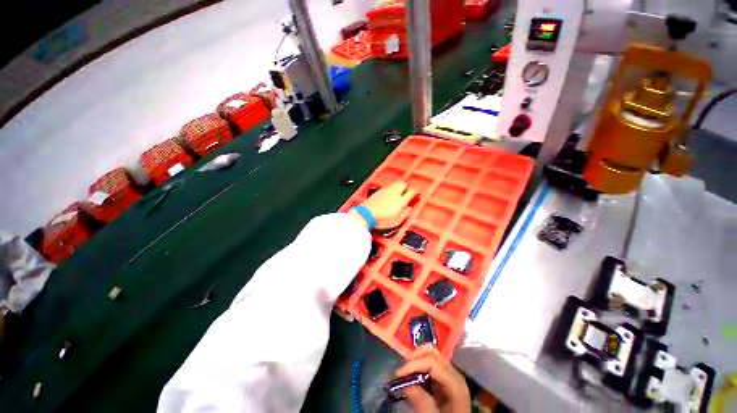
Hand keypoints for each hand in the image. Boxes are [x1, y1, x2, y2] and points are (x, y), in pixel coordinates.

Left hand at [350, 181, 415, 229]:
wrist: (366, 214)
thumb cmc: (382, 220)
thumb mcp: (396, 222)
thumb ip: (404, 214)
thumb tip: (409, 209)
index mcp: (401, 201)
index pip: (411, 191)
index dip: (415, 191)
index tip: (415, 193)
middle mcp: (394, 193)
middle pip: (403, 184)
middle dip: (406, 187)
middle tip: (405, 193)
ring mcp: (386, 190)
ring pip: (395, 183)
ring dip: (398, 186)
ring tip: (398, 192)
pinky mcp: (379, 191)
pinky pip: (388, 186)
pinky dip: (391, 188)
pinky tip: (388, 194)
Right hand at [395, 344, 470, 412]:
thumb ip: (422, 402)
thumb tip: (407, 385)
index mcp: (455, 383)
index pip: (432, 362)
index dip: (414, 364)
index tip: (398, 374)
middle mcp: (454, 374)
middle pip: (433, 353)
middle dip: (415, 358)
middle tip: (402, 371)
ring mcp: (450, 375)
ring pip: (431, 355)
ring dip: (416, 359)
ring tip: (406, 373)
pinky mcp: (444, 378)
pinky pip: (431, 363)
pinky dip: (420, 365)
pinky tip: (413, 377)